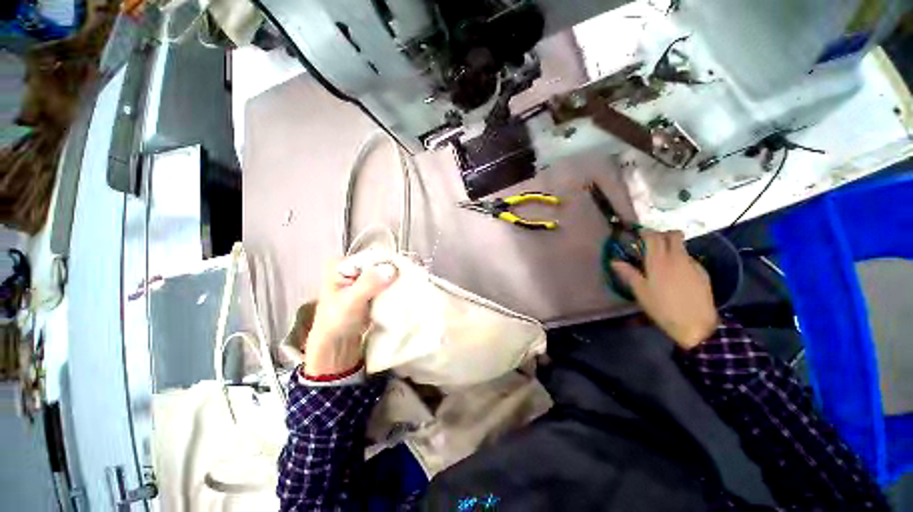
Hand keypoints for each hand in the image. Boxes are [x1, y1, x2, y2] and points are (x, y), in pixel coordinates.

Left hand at [301, 257, 397, 375]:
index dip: (387, 262)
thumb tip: (391, 269)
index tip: (402, 271)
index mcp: (340, 264)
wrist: (336, 345)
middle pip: (379, 263)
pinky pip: (386, 284)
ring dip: (395, 281)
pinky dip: (393, 288)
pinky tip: (402, 292)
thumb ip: (369, 284)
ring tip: (407, 287)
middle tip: (408, 280)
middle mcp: (351, 267)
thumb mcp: (350, 301)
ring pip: (384, 274)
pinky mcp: (370, 290)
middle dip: (393, 272)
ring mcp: (361, 279)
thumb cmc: (336, 322)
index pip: (370, 256)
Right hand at [611, 230, 718, 349]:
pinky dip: (681, 260)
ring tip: (663, 262)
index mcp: (658, 261)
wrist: (695, 325)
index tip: (639, 235)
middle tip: (653, 243)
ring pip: (682, 246)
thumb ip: (628, 273)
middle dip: (663, 234)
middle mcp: (677, 258)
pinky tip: (677, 276)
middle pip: (673, 235)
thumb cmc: (662, 308)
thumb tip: (614, 261)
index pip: (654, 236)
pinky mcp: (703, 273)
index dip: (646, 232)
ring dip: (672, 247)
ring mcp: (692, 264)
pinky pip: (690, 259)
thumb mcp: (640, 292)